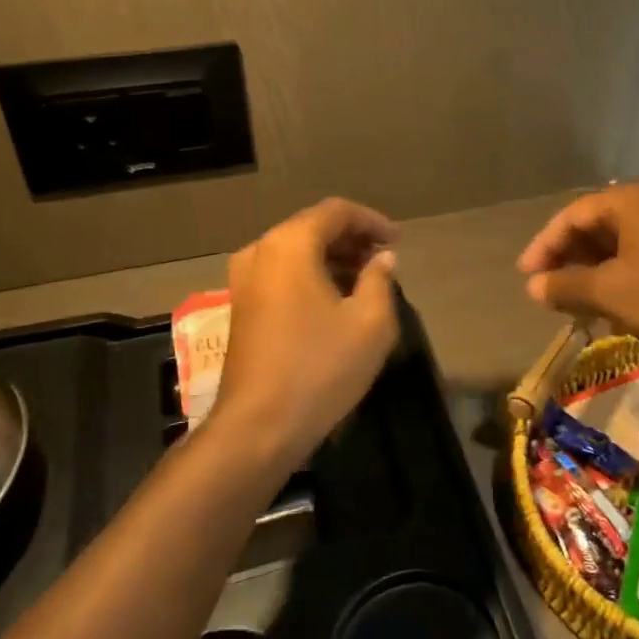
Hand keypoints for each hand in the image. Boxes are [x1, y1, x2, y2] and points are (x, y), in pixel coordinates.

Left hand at [211, 198, 401, 467]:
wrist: (258, 426)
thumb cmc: (320, 368)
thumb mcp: (370, 323)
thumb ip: (380, 280)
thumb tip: (382, 259)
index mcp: (289, 245)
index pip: (336, 212)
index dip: (371, 221)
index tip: (398, 241)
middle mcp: (260, 252)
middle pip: (311, 227)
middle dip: (351, 239)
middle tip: (384, 259)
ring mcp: (244, 280)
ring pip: (295, 251)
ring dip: (332, 258)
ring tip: (366, 279)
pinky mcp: (240, 306)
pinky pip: (281, 273)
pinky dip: (310, 275)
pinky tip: (335, 300)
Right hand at [516, 180, 638, 355]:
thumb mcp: (611, 292)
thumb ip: (566, 286)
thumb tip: (533, 287)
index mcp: (632, 198)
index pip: (573, 215)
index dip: (544, 246)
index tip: (527, 277)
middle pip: (597, 224)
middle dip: (569, 259)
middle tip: (550, 292)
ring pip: (620, 241)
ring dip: (594, 270)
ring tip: (578, 303)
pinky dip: (621, 273)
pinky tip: (614, 304)